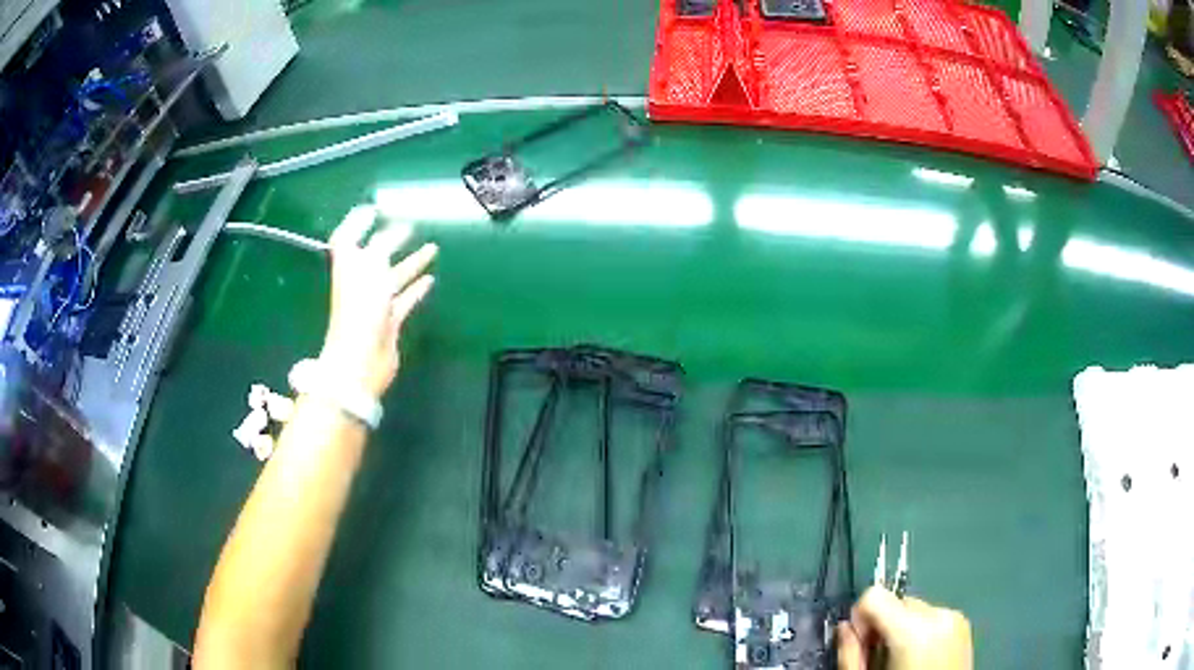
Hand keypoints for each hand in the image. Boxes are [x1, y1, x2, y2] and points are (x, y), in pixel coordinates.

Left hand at [319, 205, 436, 398]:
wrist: (361, 359)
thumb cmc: (361, 307)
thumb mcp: (372, 265)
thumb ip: (384, 244)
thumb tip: (395, 227)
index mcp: (349, 265)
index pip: (349, 237)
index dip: (358, 222)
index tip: (375, 208)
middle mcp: (360, 281)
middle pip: (376, 255)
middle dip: (392, 239)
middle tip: (412, 225)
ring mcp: (375, 302)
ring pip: (395, 276)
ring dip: (412, 262)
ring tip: (432, 248)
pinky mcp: (389, 321)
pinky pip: (405, 300)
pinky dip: (417, 289)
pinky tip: (430, 279)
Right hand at [837, 587, 972, 669]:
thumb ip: (850, 654)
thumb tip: (844, 629)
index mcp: (912, 629)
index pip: (873, 596)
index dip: (860, 618)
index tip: (860, 643)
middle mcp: (938, 614)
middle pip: (896, 602)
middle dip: (883, 625)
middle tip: (878, 657)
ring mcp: (955, 617)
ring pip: (915, 609)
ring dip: (903, 629)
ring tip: (901, 660)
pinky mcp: (964, 624)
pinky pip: (933, 617)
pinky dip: (921, 632)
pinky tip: (919, 658)